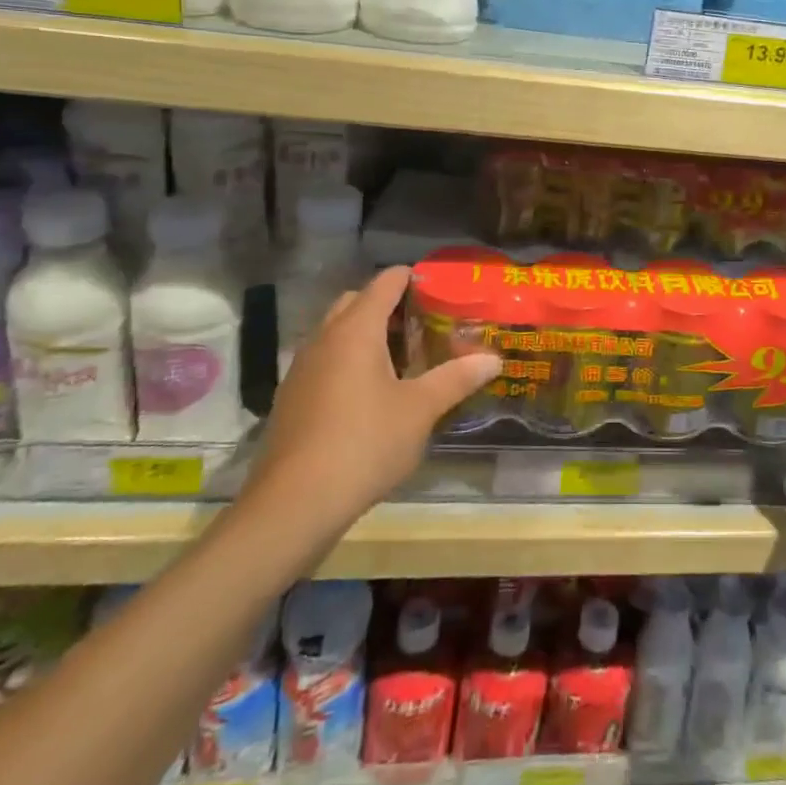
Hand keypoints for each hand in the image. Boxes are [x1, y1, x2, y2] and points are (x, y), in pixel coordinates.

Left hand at [246, 266, 501, 524]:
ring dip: (367, 335)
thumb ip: (456, 378)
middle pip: (357, 302)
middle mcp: (324, 338)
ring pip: (337, 332)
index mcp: (356, 329)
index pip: (386, 282)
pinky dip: (348, 362)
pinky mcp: (291, 398)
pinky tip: (370, 396)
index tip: (442, 291)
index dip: (414, 278)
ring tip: (403, 361)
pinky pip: (325, 361)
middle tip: (424, 327)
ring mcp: (302, 368)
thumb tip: (494, 359)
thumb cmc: (364, 443)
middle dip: (389, 306)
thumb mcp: (420, 410)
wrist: (292, 506)